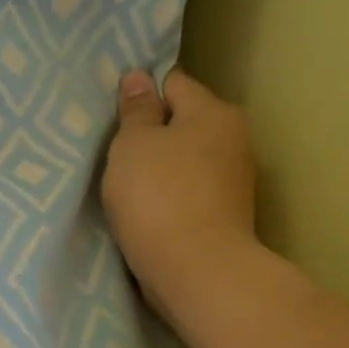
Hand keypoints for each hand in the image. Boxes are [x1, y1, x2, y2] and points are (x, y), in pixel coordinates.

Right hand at [102, 69, 259, 325]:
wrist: (197, 270)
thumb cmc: (158, 196)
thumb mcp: (133, 144)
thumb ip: (136, 109)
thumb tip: (139, 77)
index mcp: (214, 112)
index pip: (172, 82)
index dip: (141, 94)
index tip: (114, 115)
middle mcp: (234, 139)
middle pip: (183, 122)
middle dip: (152, 133)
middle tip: (115, 151)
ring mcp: (234, 180)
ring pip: (186, 159)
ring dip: (160, 166)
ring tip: (127, 183)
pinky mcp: (227, 214)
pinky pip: (190, 190)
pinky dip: (170, 194)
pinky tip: (147, 208)